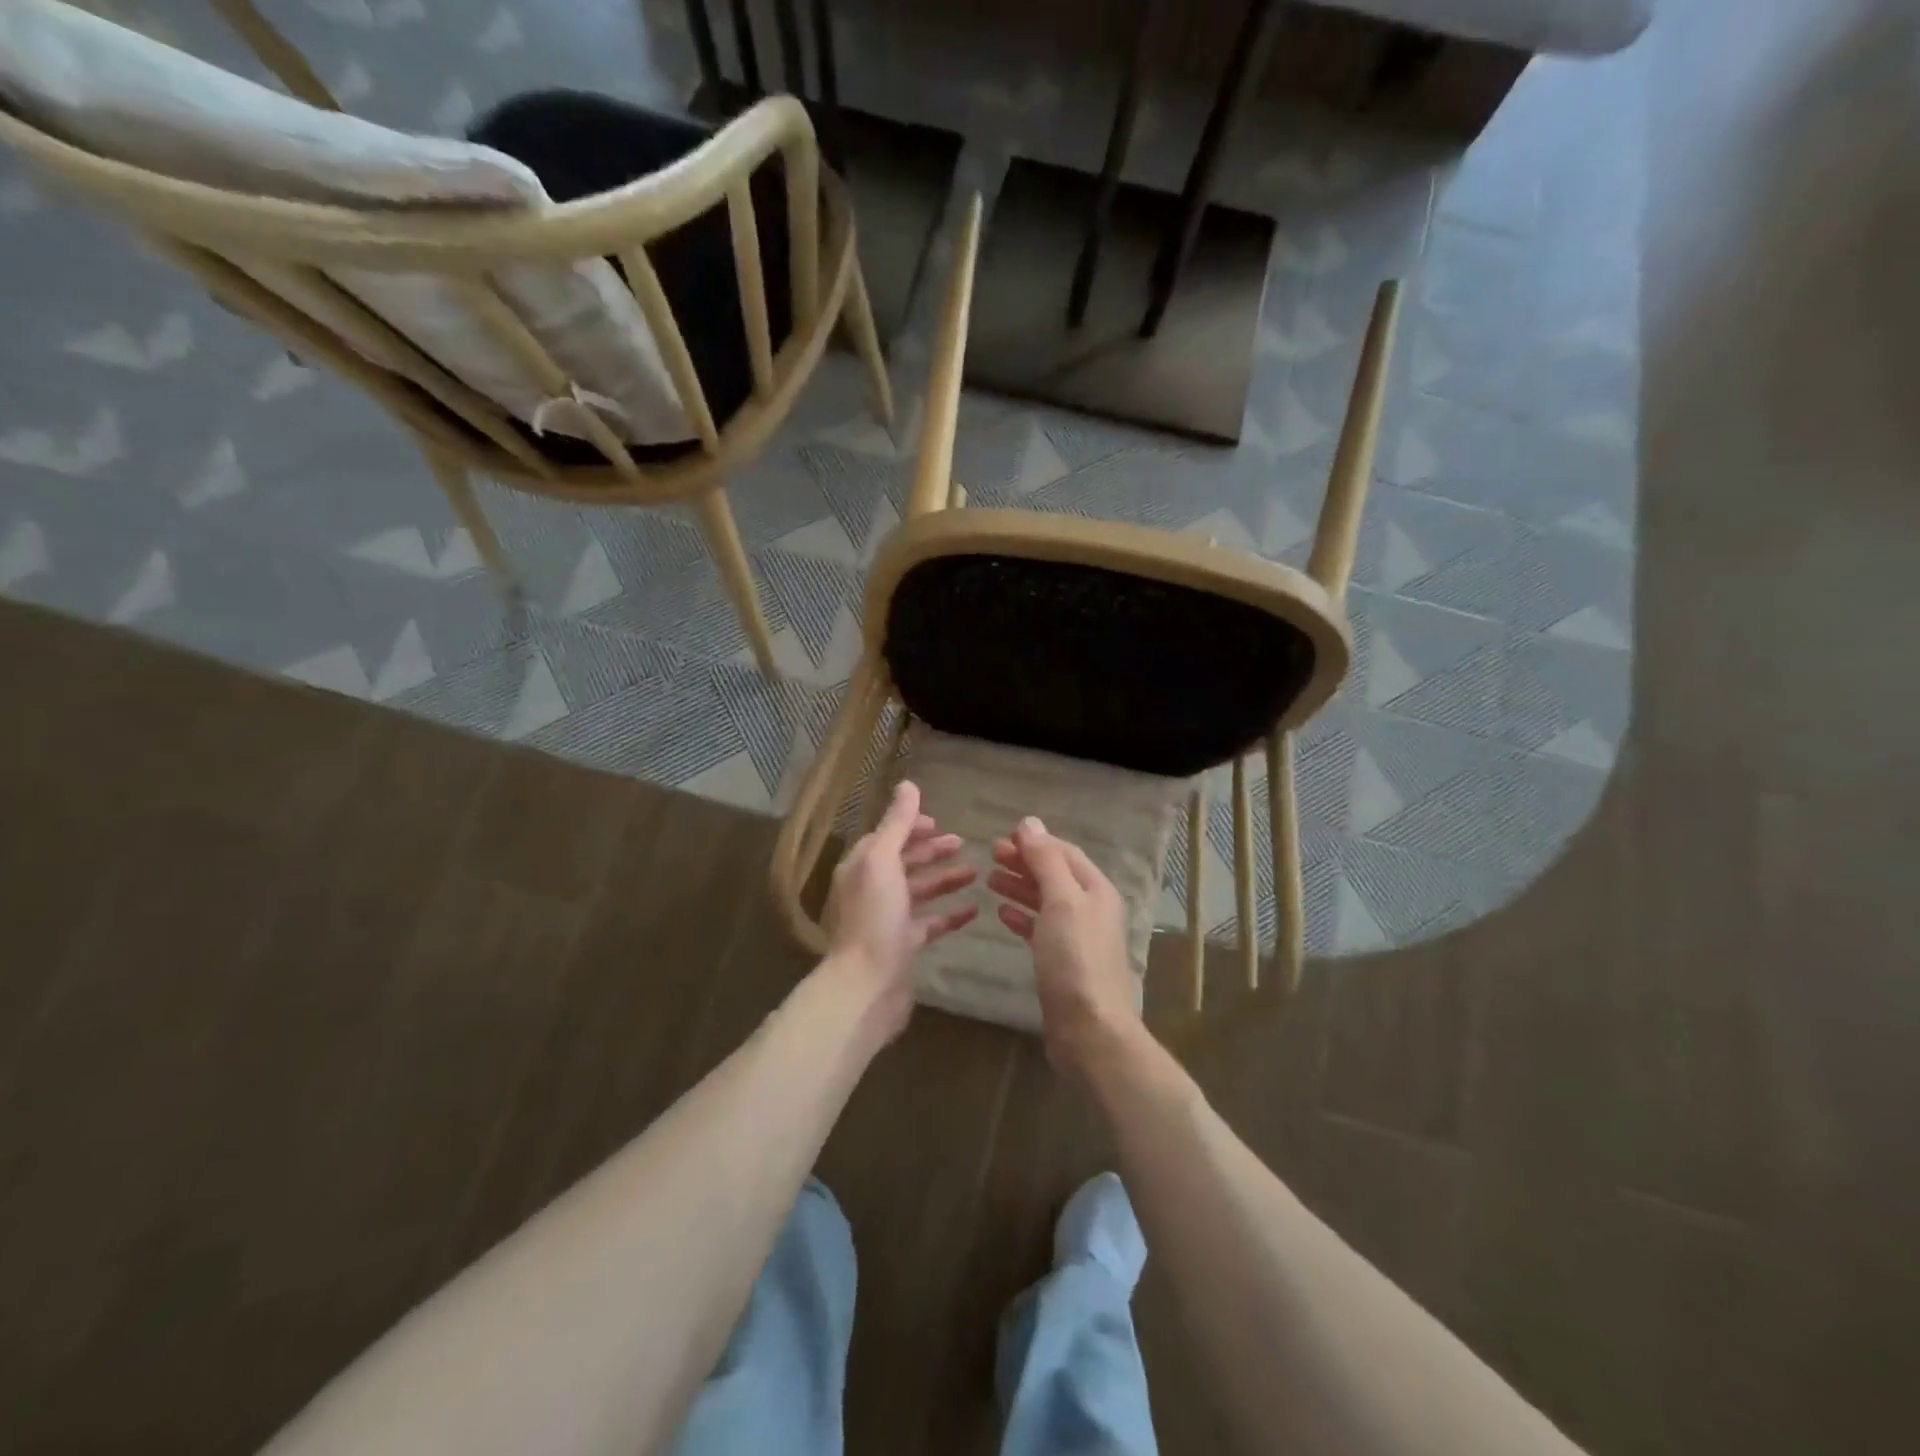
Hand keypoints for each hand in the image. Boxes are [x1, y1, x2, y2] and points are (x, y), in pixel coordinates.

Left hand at [821, 780, 977, 1041]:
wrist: (867, 986)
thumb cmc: (874, 917)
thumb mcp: (883, 860)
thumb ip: (896, 823)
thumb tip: (907, 785)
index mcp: (862, 866)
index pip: (887, 837)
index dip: (911, 827)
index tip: (938, 822)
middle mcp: (872, 889)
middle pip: (904, 862)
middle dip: (931, 851)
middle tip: (962, 843)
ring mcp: (887, 919)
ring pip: (919, 891)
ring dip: (945, 879)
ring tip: (976, 873)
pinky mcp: (903, 946)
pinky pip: (930, 923)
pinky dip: (950, 914)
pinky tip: (974, 910)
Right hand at [988, 817, 1142, 1073]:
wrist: (1090, 1030)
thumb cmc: (1075, 960)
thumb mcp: (1061, 902)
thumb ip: (1046, 861)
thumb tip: (1030, 823)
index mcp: (1096, 890)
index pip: (1065, 853)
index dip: (1036, 842)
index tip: (1003, 836)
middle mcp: (1091, 910)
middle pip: (1055, 875)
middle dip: (1025, 862)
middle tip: (991, 855)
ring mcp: (1077, 937)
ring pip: (1046, 902)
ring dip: (1020, 887)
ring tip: (990, 879)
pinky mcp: (1063, 963)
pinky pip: (1040, 929)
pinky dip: (1022, 917)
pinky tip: (1002, 914)